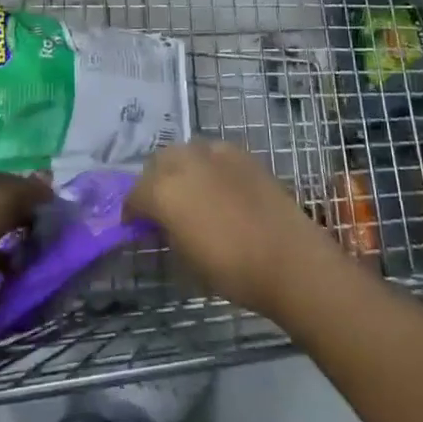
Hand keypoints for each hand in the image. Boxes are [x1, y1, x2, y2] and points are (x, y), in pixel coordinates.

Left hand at [0, 172, 50, 295]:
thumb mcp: (2, 200)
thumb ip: (29, 194)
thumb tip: (50, 188)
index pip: (16, 187)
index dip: (38, 201)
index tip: (62, 221)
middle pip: (4, 220)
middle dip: (27, 234)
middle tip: (54, 253)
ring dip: (11, 266)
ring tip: (36, 282)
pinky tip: (11, 306)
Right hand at [127, 141, 337, 316]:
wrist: (289, 259)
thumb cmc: (232, 270)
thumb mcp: (186, 260)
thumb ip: (167, 232)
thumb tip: (161, 223)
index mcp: (163, 191)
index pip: (135, 195)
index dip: (132, 211)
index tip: (136, 225)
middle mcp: (183, 162)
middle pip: (156, 163)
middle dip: (154, 182)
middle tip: (161, 206)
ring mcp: (214, 153)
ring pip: (184, 151)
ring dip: (179, 168)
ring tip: (189, 191)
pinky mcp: (241, 153)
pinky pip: (212, 152)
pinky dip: (207, 164)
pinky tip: (217, 185)